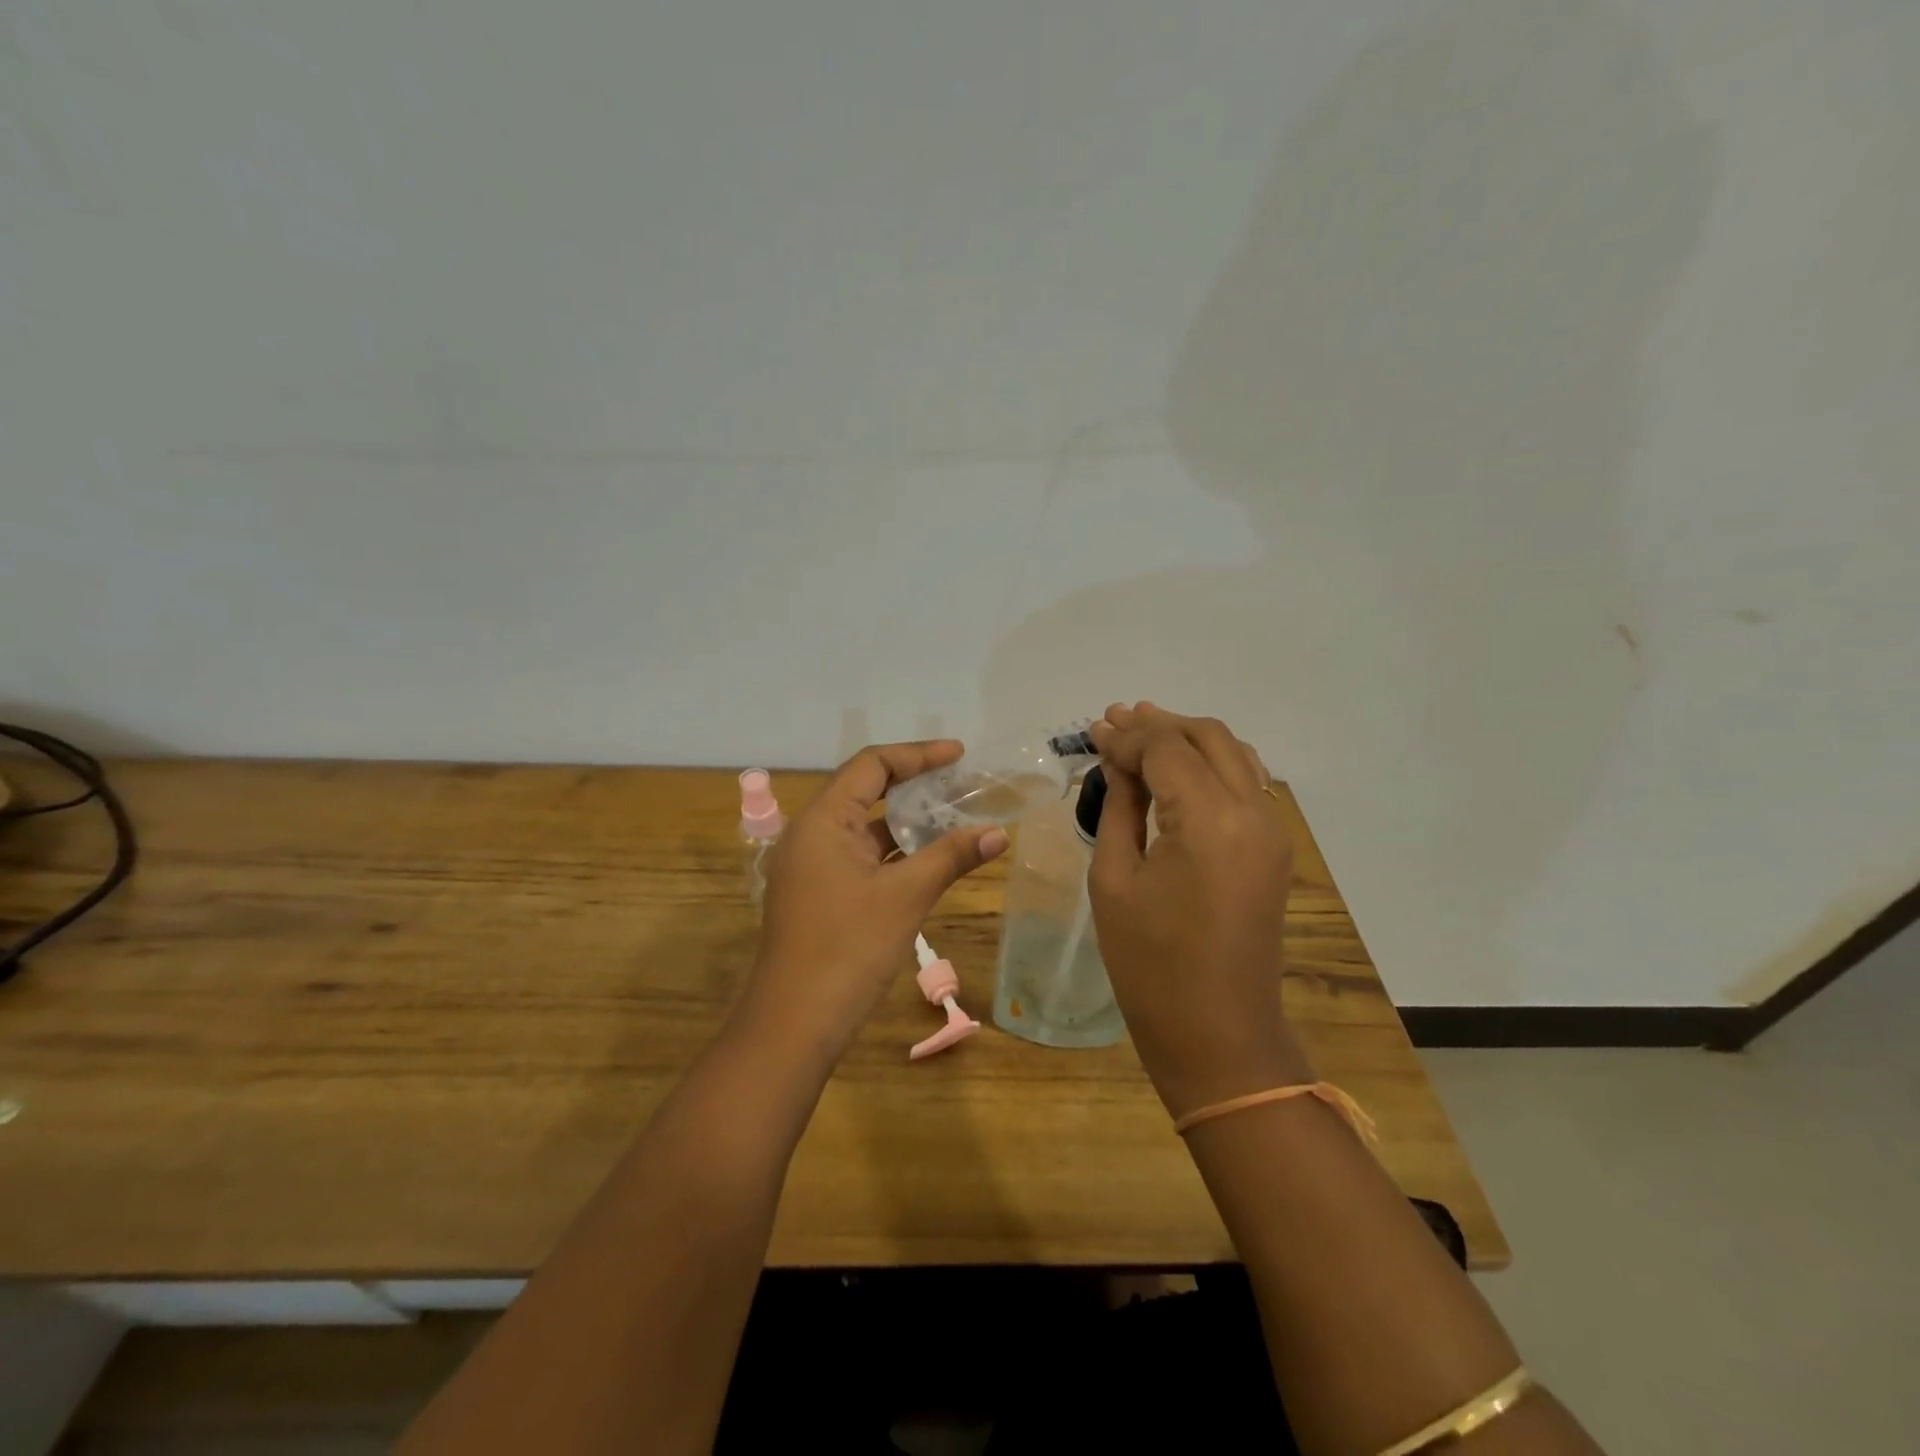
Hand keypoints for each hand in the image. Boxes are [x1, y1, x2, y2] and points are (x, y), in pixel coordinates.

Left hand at [744, 741, 1008, 1059]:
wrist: (794, 1023)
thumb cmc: (848, 949)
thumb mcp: (906, 896)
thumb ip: (951, 857)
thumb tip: (999, 833)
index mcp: (823, 820)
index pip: (871, 765)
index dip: (918, 754)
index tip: (959, 754)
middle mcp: (810, 833)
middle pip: (864, 790)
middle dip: (913, 784)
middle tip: (959, 782)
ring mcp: (810, 865)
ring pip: (863, 826)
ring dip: (904, 821)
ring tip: (952, 815)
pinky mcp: (817, 893)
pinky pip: (858, 856)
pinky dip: (892, 851)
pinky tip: (926, 858)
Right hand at [1087, 703, 1311, 1117]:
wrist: (1218, 1033)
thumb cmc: (1150, 963)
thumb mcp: (1115, 879)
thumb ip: (1120, 807)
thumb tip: (1116, 760)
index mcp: (1209, 820)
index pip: (1166, 749)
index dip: (1127, 735)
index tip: (1093, 730)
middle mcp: (1253, 812)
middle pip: (1207, 738)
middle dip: (1159, 724)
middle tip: (1114, 721)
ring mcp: (1273, 830)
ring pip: (1235, 754)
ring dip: (1188, 738)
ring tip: (1143, 734)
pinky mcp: (1276, 849)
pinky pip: (1248, 783)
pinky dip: (1212, 764)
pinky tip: (1179, 770)